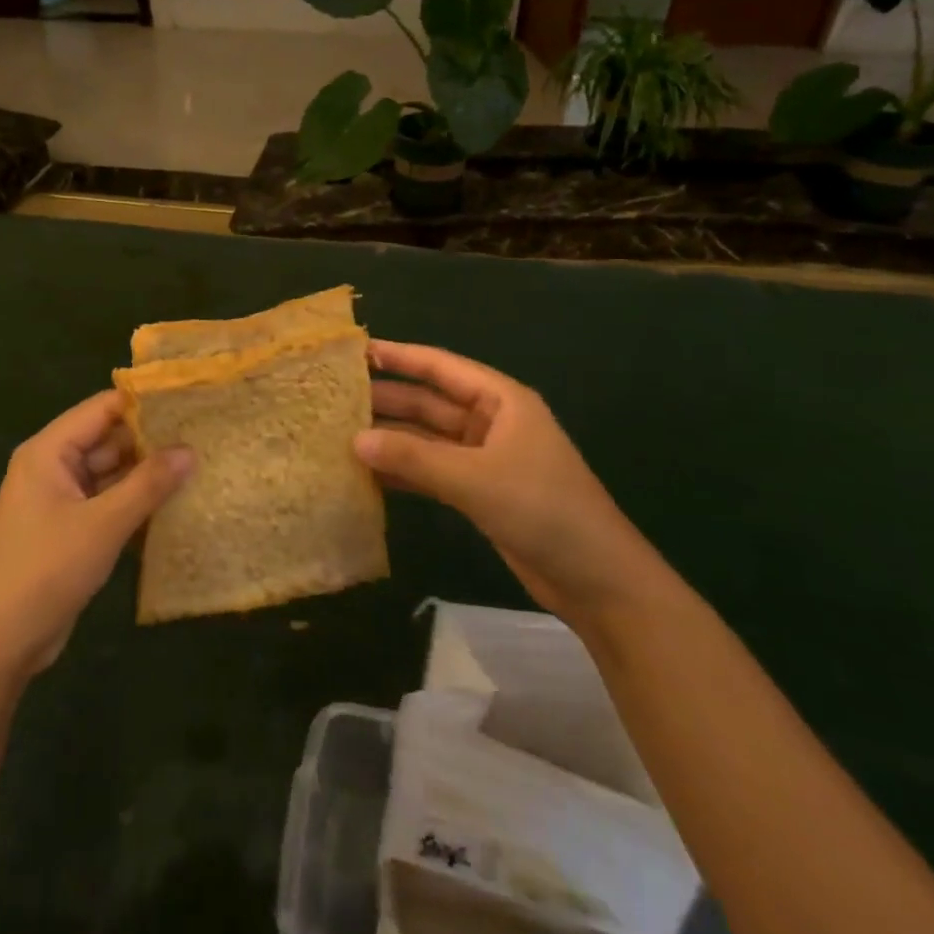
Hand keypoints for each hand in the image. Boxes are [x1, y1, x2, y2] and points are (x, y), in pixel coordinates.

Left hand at [0, 390, 192, 680]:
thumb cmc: (45, 571)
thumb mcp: (103, 525)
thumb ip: (148, 484)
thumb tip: (190, 449)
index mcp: (49, 451)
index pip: (103, 408)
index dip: (144, 403)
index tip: (189, 400)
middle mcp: (53, 467)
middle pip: (108, 439)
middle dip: (152, 440)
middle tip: (204, 435)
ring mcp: (60, 499)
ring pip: (111, 473)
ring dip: (147, 474)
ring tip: (199, 464)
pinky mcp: (69, 529)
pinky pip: (108, 502)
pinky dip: (135, 502)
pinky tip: (175, 504)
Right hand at [355, 341, 652, 619]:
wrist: (598, 581)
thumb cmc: (544, 511)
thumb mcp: (476, 480)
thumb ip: (414, 459)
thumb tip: (354, 440)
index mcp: (501, 401)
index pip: (441, 367)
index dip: (399, 356)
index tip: (356, 351)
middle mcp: (491, 422)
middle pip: (430, 402)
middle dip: (387, 399)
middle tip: (335, 397)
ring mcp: (485, 458)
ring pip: (427, 438)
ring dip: (391, 437)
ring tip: (340, 433)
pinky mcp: (479, 491)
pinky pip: (432, 470)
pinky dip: (404, 471)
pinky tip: (368, 474)